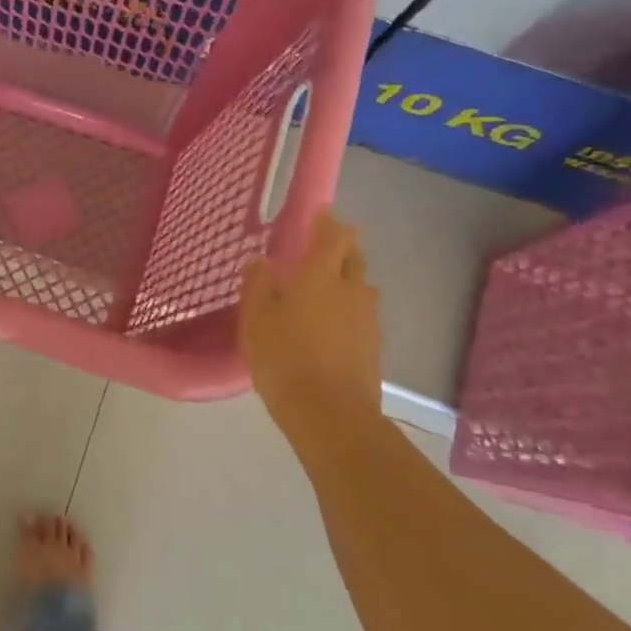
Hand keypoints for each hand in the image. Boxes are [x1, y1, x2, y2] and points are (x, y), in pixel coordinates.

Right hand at [240, 211, 382, 424]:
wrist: (329, 413)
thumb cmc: (285, 357)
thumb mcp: (256, 319)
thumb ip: (258, 285)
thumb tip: (260, 261)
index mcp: (322, 276)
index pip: (335, 236)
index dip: (328, 223)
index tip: (317, 217)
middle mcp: (352, 290)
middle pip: (354, 258)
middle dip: (339, 250)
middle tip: (316, 253)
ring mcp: (368, 320)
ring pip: (360, 289)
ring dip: (345, 283)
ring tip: (322, 293)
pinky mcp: (373, 347)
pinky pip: (361, 317)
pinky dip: (348, 314)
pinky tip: (329, 329)